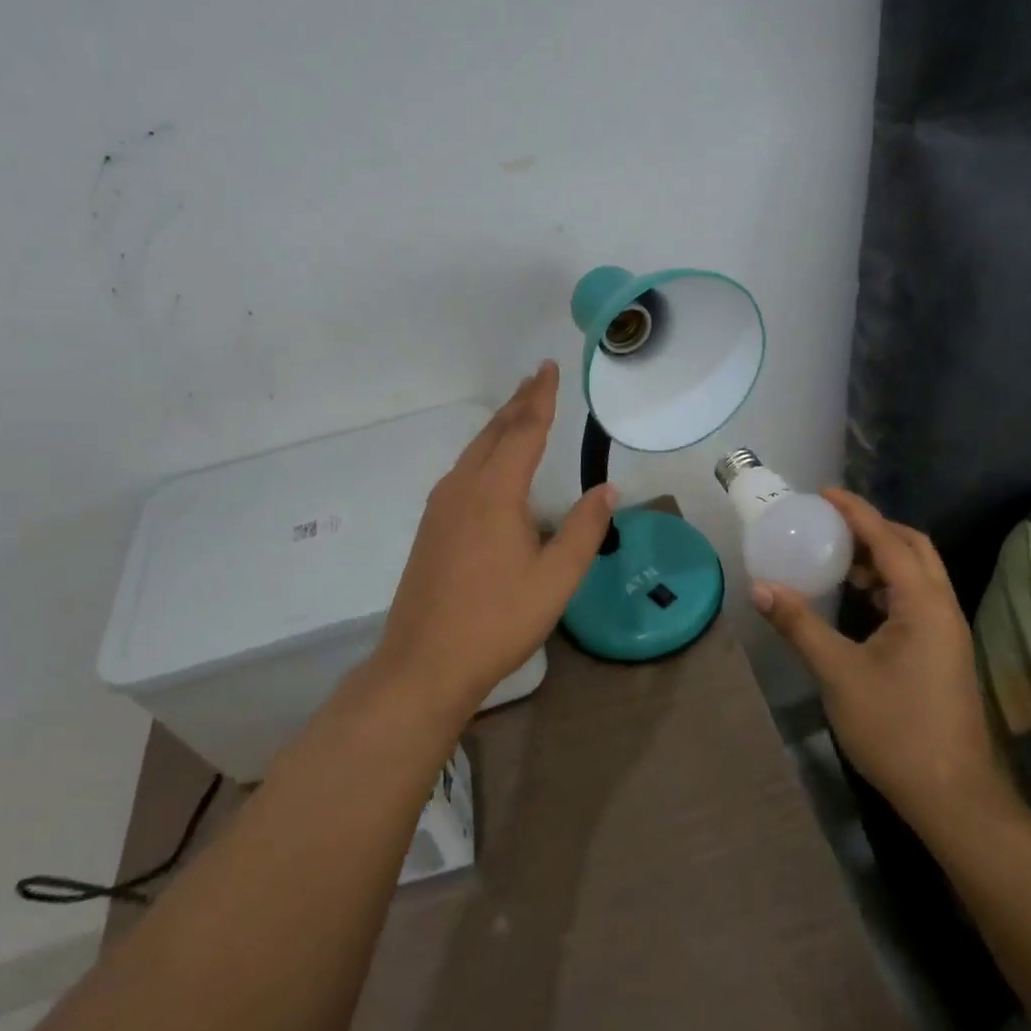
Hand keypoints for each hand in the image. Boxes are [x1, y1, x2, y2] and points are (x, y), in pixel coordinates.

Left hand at [371, 361, 616, 719]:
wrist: (424, 663)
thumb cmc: (497, 620)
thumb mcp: (556, 579)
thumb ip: (584, 529)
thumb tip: (607, 489)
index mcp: (495, 492)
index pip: (524, 431)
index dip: (541, 398)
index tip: (549, 368)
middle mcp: (464, 487)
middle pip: (495, 432)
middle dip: (519, 402)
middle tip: (538, 376)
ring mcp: (442, 506)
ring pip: (475, 450)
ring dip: (501, 425)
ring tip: (521, 408)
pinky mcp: (432, 525)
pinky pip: (463, 469)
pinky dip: (485, 450)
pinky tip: (492, 461)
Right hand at [752, 490, 1012, 833]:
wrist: (954, 798)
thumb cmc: (896, 729)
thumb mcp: (839, 673)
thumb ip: (800, 625)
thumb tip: (761, 587)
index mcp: (923, 604)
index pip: (888, 539)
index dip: (855, 512)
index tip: (824, 493)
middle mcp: (942, 608)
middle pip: (914, 547)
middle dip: (874, 528)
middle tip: (832, 524)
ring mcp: (948, 632)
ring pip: (919, 574)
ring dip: (883, 558)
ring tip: (839, 560)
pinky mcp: (944, 653)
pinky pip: (917, 598)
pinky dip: (889, 586)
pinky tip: (859, 602)